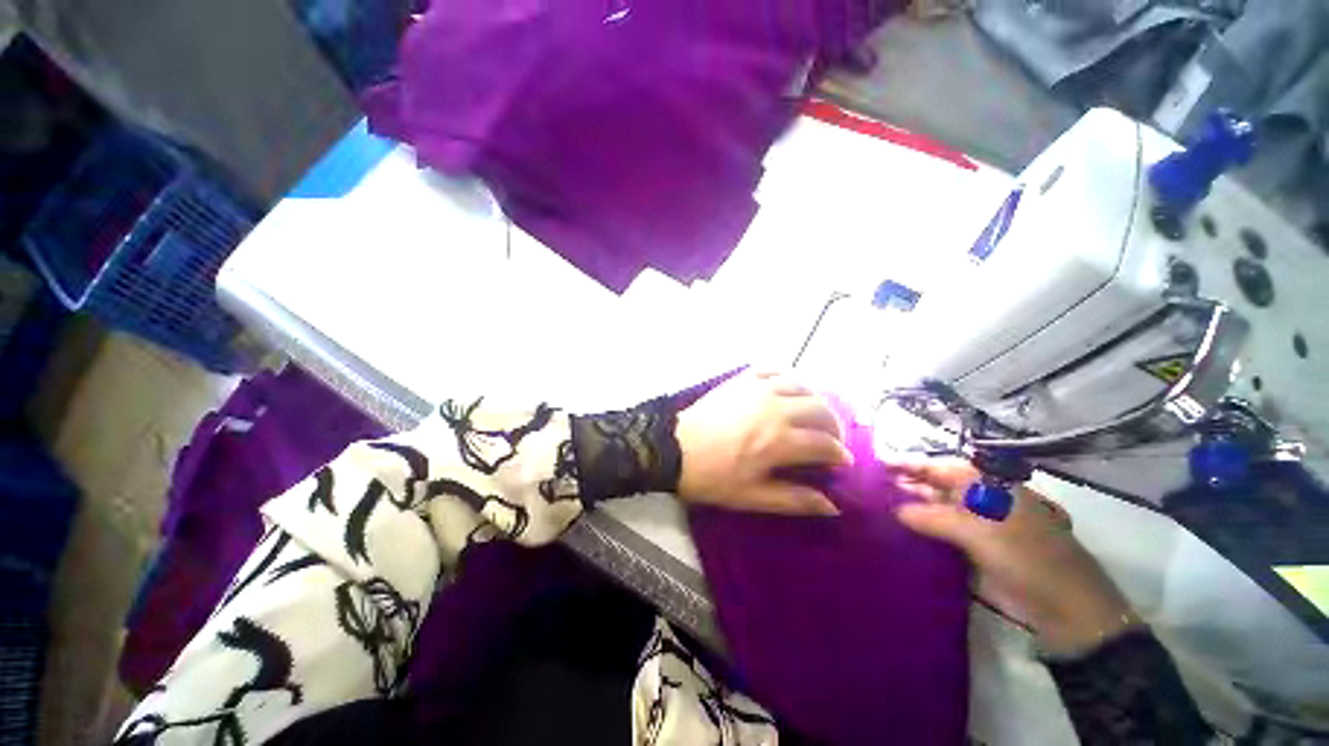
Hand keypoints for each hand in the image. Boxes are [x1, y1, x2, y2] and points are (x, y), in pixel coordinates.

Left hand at [675, 371, 852, 515]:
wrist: (675, 448)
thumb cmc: (713, 477)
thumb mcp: (752, 497)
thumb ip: (794, 500)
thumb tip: (832, 505)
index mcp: (780, 441)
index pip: (825, 444)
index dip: (839, 454)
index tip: (842, 461)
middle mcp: (776, 409)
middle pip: (821, 409)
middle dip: (834, 425)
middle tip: (830, 438)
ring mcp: (758, 390)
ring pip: (802, 385)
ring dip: (815, 399)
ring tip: (813, 412)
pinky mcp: (742, 380)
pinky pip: (773, 370)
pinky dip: (787, 377)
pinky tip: (788, 388)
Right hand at [887, 456, 1138, 655]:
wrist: (1065, 607)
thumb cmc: (1026, 557)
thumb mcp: (978, 533)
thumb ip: (932, 518)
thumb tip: (896, 510)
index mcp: (988, 485)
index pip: (939, 467)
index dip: (908, 464)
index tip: (877, 463)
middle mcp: (982, 499)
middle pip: (936, 484)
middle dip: (906, 482)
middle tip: (871, 482)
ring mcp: (979, 524)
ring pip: (937, 507)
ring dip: (911, 505)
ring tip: (877, 502)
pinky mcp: (976, 547)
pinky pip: (942, 531)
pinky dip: (921, 528)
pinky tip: (899, 528)